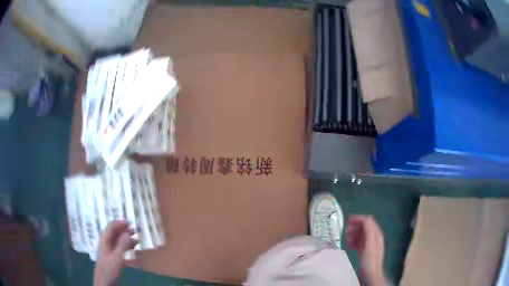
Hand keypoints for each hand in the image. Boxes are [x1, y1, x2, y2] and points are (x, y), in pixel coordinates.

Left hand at [94, 221, 135, 285]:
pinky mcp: (112, 256)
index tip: (129, 222)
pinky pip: (119, 247)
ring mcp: (109, 249)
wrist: (105, 280)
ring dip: (126, 238)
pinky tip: (132, 249)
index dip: (119, 223)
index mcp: (105, 240)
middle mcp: (106, 242)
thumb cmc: (110, 268)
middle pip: (114, 232)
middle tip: (134, 231)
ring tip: (135, 240)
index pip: (111, 227)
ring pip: (117, 240)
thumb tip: (128, 232)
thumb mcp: (117, 257)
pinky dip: (126, 246)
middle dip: (124, 230)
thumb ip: (122, 245)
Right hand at [347, 215, 387, 285]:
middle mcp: (374, 236)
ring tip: (346, 238)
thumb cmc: (370, 259)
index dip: (358, 219)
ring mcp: (369, 243)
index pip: (368, 221)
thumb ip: (369, 231)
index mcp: (376, 234)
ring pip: (361, 234)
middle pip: (364, 226)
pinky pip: (359, 241)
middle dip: (355, 226)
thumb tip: (366, 218)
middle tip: (345, 230)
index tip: (347, 220)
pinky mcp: (365, 249)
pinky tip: (349, 245)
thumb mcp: (370, 244)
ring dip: (353, 233)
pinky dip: (354, 241)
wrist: (371, 273)